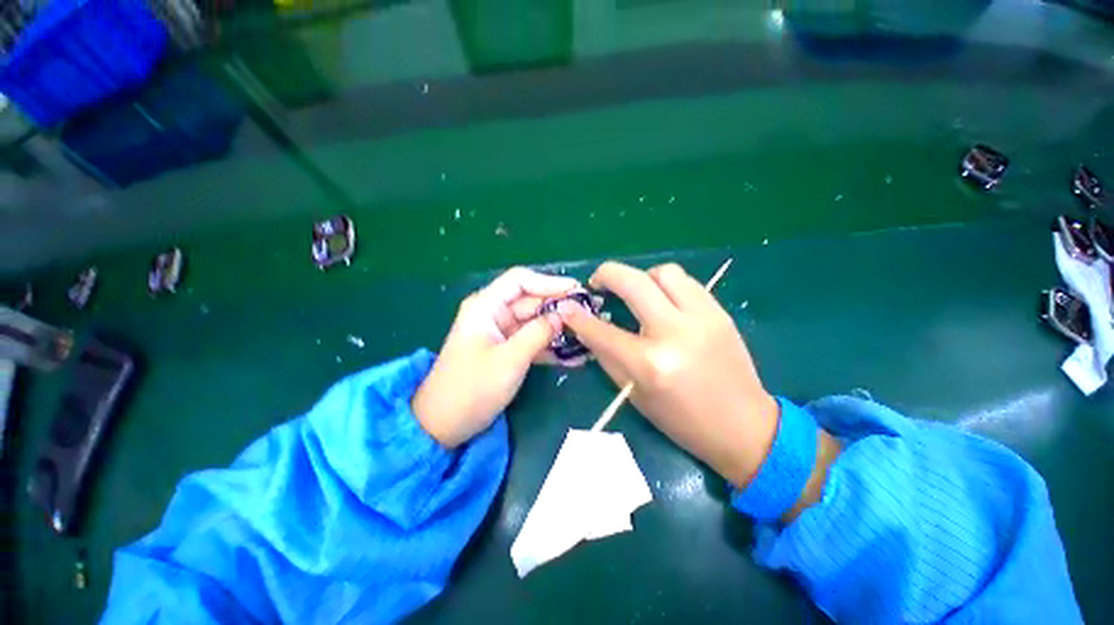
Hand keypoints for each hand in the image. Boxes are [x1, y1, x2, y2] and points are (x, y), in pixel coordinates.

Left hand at [414, 267, 579, 447]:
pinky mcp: (506, 350)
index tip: (577, 291)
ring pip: (535, 322)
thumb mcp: (509, 359)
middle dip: (559, 307)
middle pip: (531, 301)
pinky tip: (574, 355)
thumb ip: (539, 333)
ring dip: (559, 329)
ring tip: (587, 334)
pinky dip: (550, 346)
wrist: (443, 425)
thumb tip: (564, 315)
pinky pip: (532, 340)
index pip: (521, 281)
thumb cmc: (472, 388)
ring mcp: (501, 333)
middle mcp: (494, 313)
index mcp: (486, 306)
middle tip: (590, 314)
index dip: (550, 283)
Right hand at [558, 261, 779, 487]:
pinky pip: (686, 282)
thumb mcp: (635, 394)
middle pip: (633, 282)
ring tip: (635, 293)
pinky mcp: (719, 312)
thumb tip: (587, 327)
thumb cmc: (682, 420)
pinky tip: (661, 300)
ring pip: (663, 272)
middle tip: (597, 282)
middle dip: (606, 274)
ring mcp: (702, 318)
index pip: (602, 331)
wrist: (744, 426)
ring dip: (641, 277)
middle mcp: (675, 333)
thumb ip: (608, 356)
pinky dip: (665, 284)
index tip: (567, 308)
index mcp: (650, 364)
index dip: (578, 317)